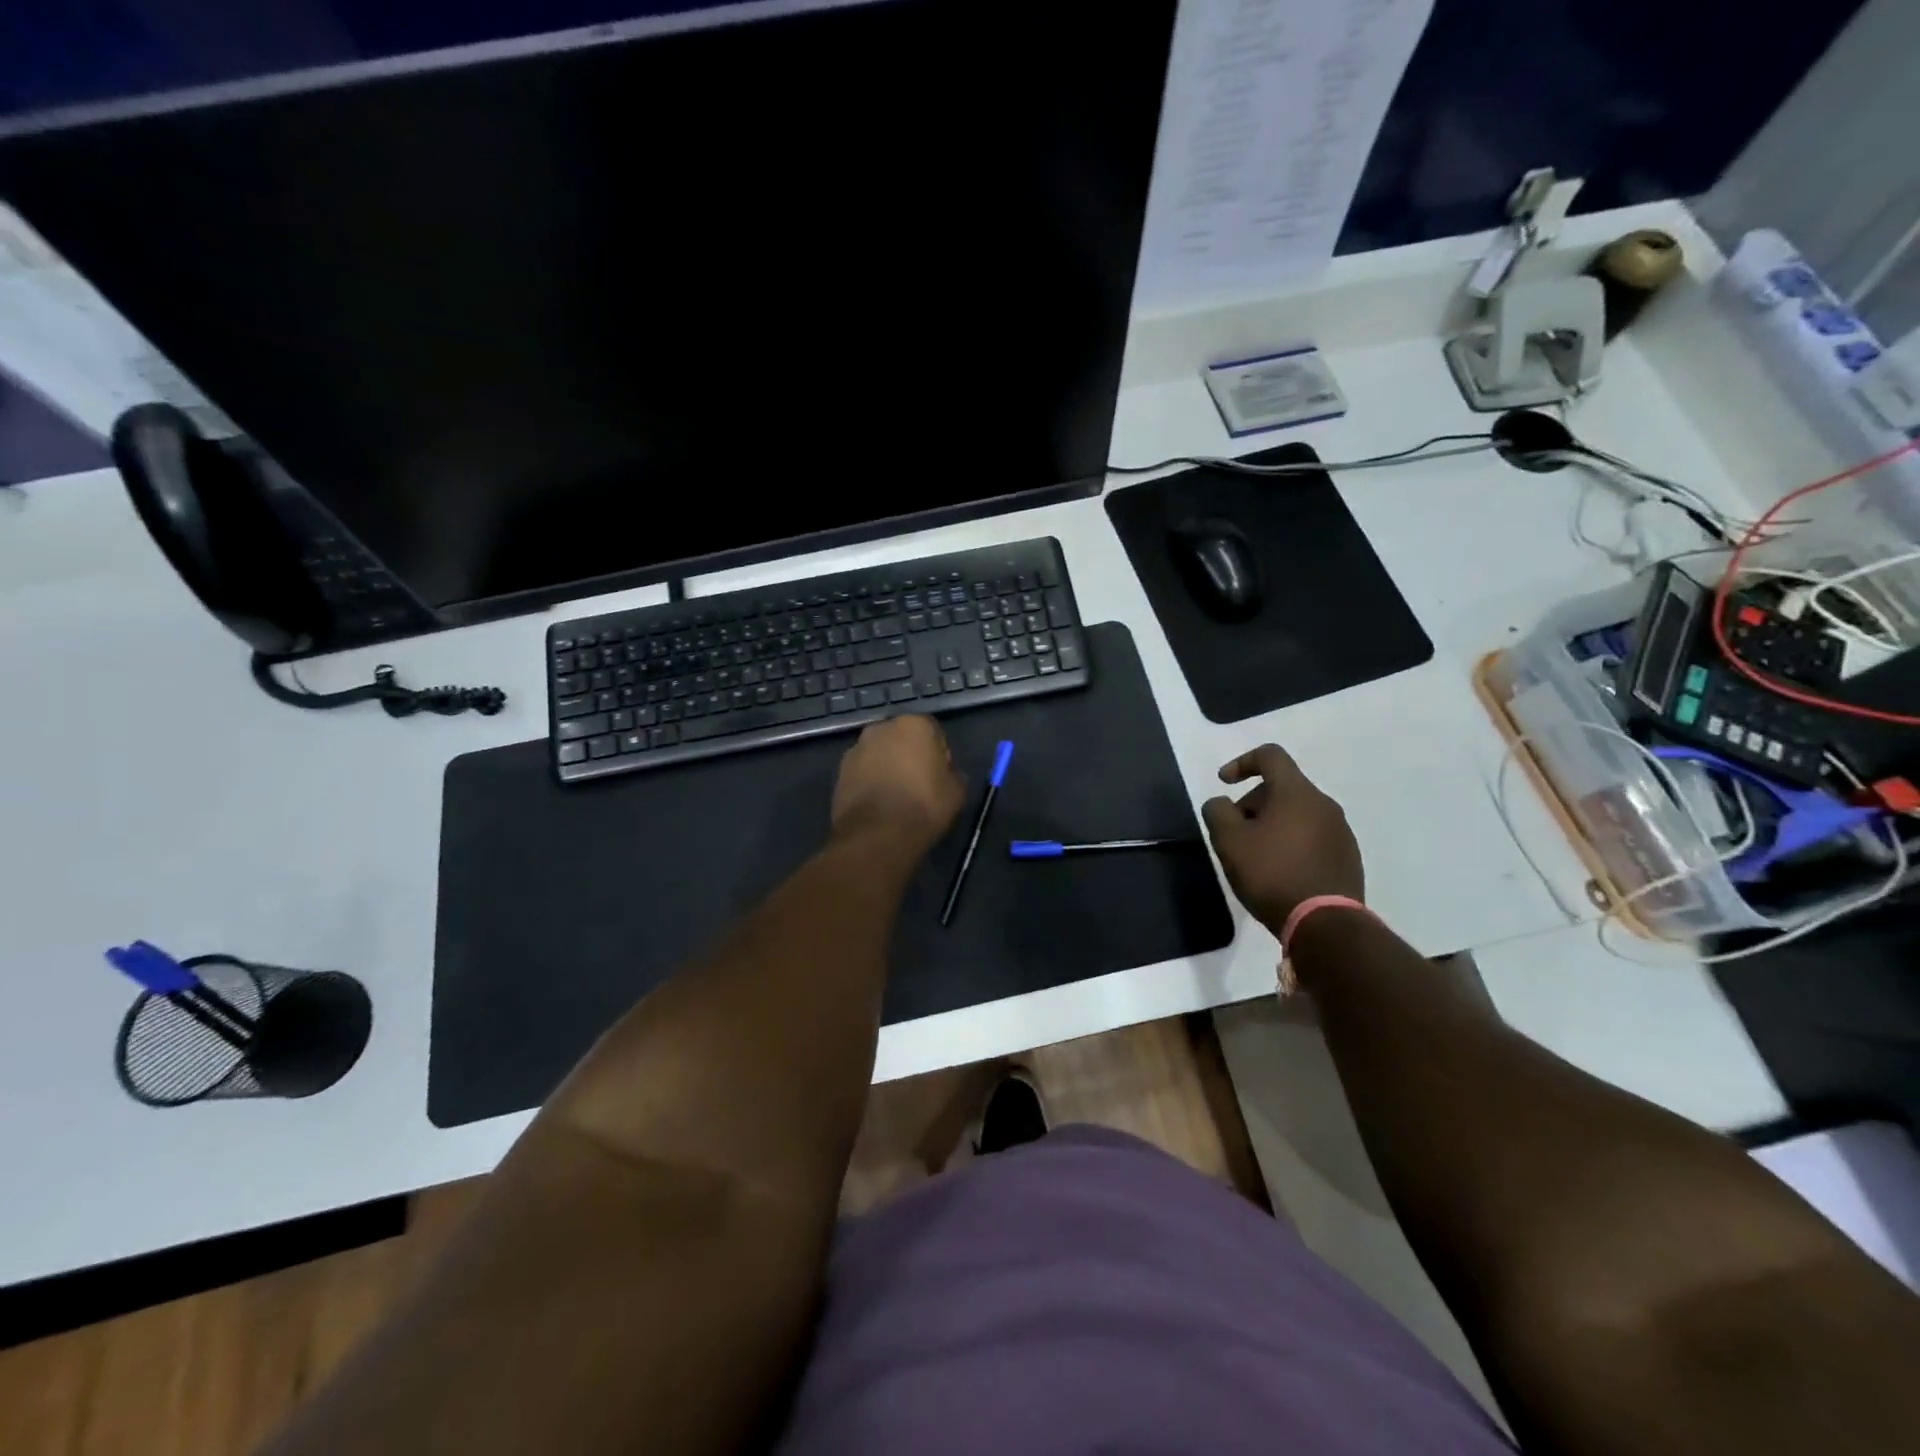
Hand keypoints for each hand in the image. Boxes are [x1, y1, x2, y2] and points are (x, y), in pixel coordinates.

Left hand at [831, 715, 965, 854]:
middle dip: (909, 756)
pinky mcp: (839, 772)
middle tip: (918, 784)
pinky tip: (878, 805)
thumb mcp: (956, 792)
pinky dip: (869, 782)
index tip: (940, 776)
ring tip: (895, 797)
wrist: (877, 836)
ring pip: (879, 754)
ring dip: (887, 767)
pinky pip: (862, 772)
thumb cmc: (924, 807)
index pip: (933, 732)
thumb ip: (953, 775)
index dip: (939, 754)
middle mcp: (881, 728)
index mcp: (913, 725)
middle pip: (901, 739)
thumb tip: (947, 774)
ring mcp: (856, 749)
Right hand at [1201, 744, 1363, 934]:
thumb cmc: (1271, 874)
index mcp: (1296, 793)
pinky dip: (1292, 843)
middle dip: (1253, 803)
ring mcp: (1341, 831)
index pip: (1270, 755)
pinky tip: (1280, 871)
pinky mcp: (1348, 857)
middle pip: (1283, 787)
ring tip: (1256, 856)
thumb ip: (1218, 812)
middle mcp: (1324, 804)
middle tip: (1235, 832)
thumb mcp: (1229, 841)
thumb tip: (1222, 803)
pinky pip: (1313, 837)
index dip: (1242, 762)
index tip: (1224, 783)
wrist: (1325, 924)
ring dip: (1273, 824)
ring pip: (1298, 813)